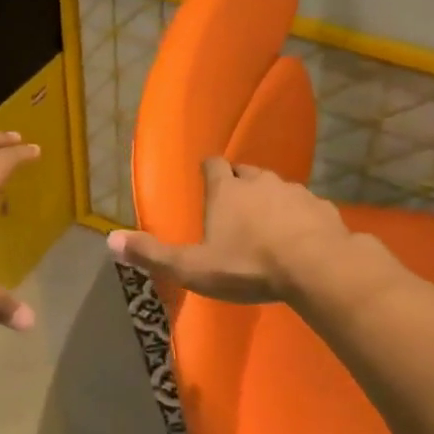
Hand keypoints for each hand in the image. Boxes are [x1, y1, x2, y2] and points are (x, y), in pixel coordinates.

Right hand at [107, 157, 378, 302]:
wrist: (316, 268)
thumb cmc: (247, 265)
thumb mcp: (192, 267)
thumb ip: (153, 254)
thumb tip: (110, 240)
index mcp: (226, 191)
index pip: (213, 165)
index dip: (208, 171)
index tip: (206, 178)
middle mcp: (259, 182)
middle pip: (246, 172)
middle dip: (238, 183)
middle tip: (233, 204)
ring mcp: (295, 193)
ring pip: (278, 188)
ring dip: (270, 200)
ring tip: (266, 224)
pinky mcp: (323, 209)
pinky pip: (306, 208)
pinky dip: (299, 218)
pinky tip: (299, 238)